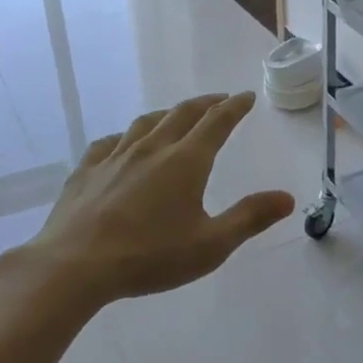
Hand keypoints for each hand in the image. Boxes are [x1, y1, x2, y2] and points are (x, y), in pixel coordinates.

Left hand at [11, 92, 294, 308]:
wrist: (75, 266)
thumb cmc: (149, 256)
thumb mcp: (211, 245)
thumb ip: (250, 218)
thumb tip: (287, 198)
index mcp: (186, 161)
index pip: (216, 122)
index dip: (234, 107)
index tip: (245, 96)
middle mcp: (152, 148)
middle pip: (182, 114)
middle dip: (205, 104)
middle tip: (220, 101)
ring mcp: (115, 156)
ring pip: (146, 123)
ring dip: (168, 114)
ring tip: (176, 116)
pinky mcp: (86, 170)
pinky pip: (110, 142)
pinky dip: (126, 136)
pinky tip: (123, 143)